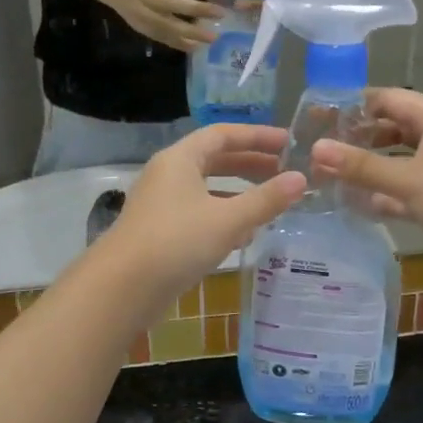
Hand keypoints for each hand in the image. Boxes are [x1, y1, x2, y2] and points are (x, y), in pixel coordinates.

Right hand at [98, 0, 224, 51]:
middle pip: (172, 7)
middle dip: (197, 12)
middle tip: (221, 17)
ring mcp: (140, 16)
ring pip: (166, 28)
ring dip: (190, 34)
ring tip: (211, 38)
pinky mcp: (140, 29)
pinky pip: (162, 38)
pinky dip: (179, 43)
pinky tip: (195, 46)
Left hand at [105, 124, 306, 302]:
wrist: (122, 288)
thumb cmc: (176, 242)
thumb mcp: (228, 219)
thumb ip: (266, 199)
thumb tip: (301, 179)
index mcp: (180, 159)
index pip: (223, 134)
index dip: (257, 136)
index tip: (288, 142)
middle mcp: (168, 175)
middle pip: (214, 159)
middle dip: (251, 164)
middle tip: (285, 171)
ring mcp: (161, 205)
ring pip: (207, 188)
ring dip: (239, 192)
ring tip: (272, 201)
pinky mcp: (161, 232)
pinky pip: (199, 213)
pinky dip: (224, 215)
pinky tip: (246, 234)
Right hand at [309, 89, 422, 279]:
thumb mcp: (409, 179)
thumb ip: (362, 166)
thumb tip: (316, 149)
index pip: (390, 100)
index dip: (355, 106)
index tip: (319, 117)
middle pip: (393, 129)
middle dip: (358, 139)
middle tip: (320, 150)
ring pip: (398, 161)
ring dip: (369, 169)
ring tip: (329, 176)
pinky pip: (405, 190)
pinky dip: (383, 195)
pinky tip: (354, 204)